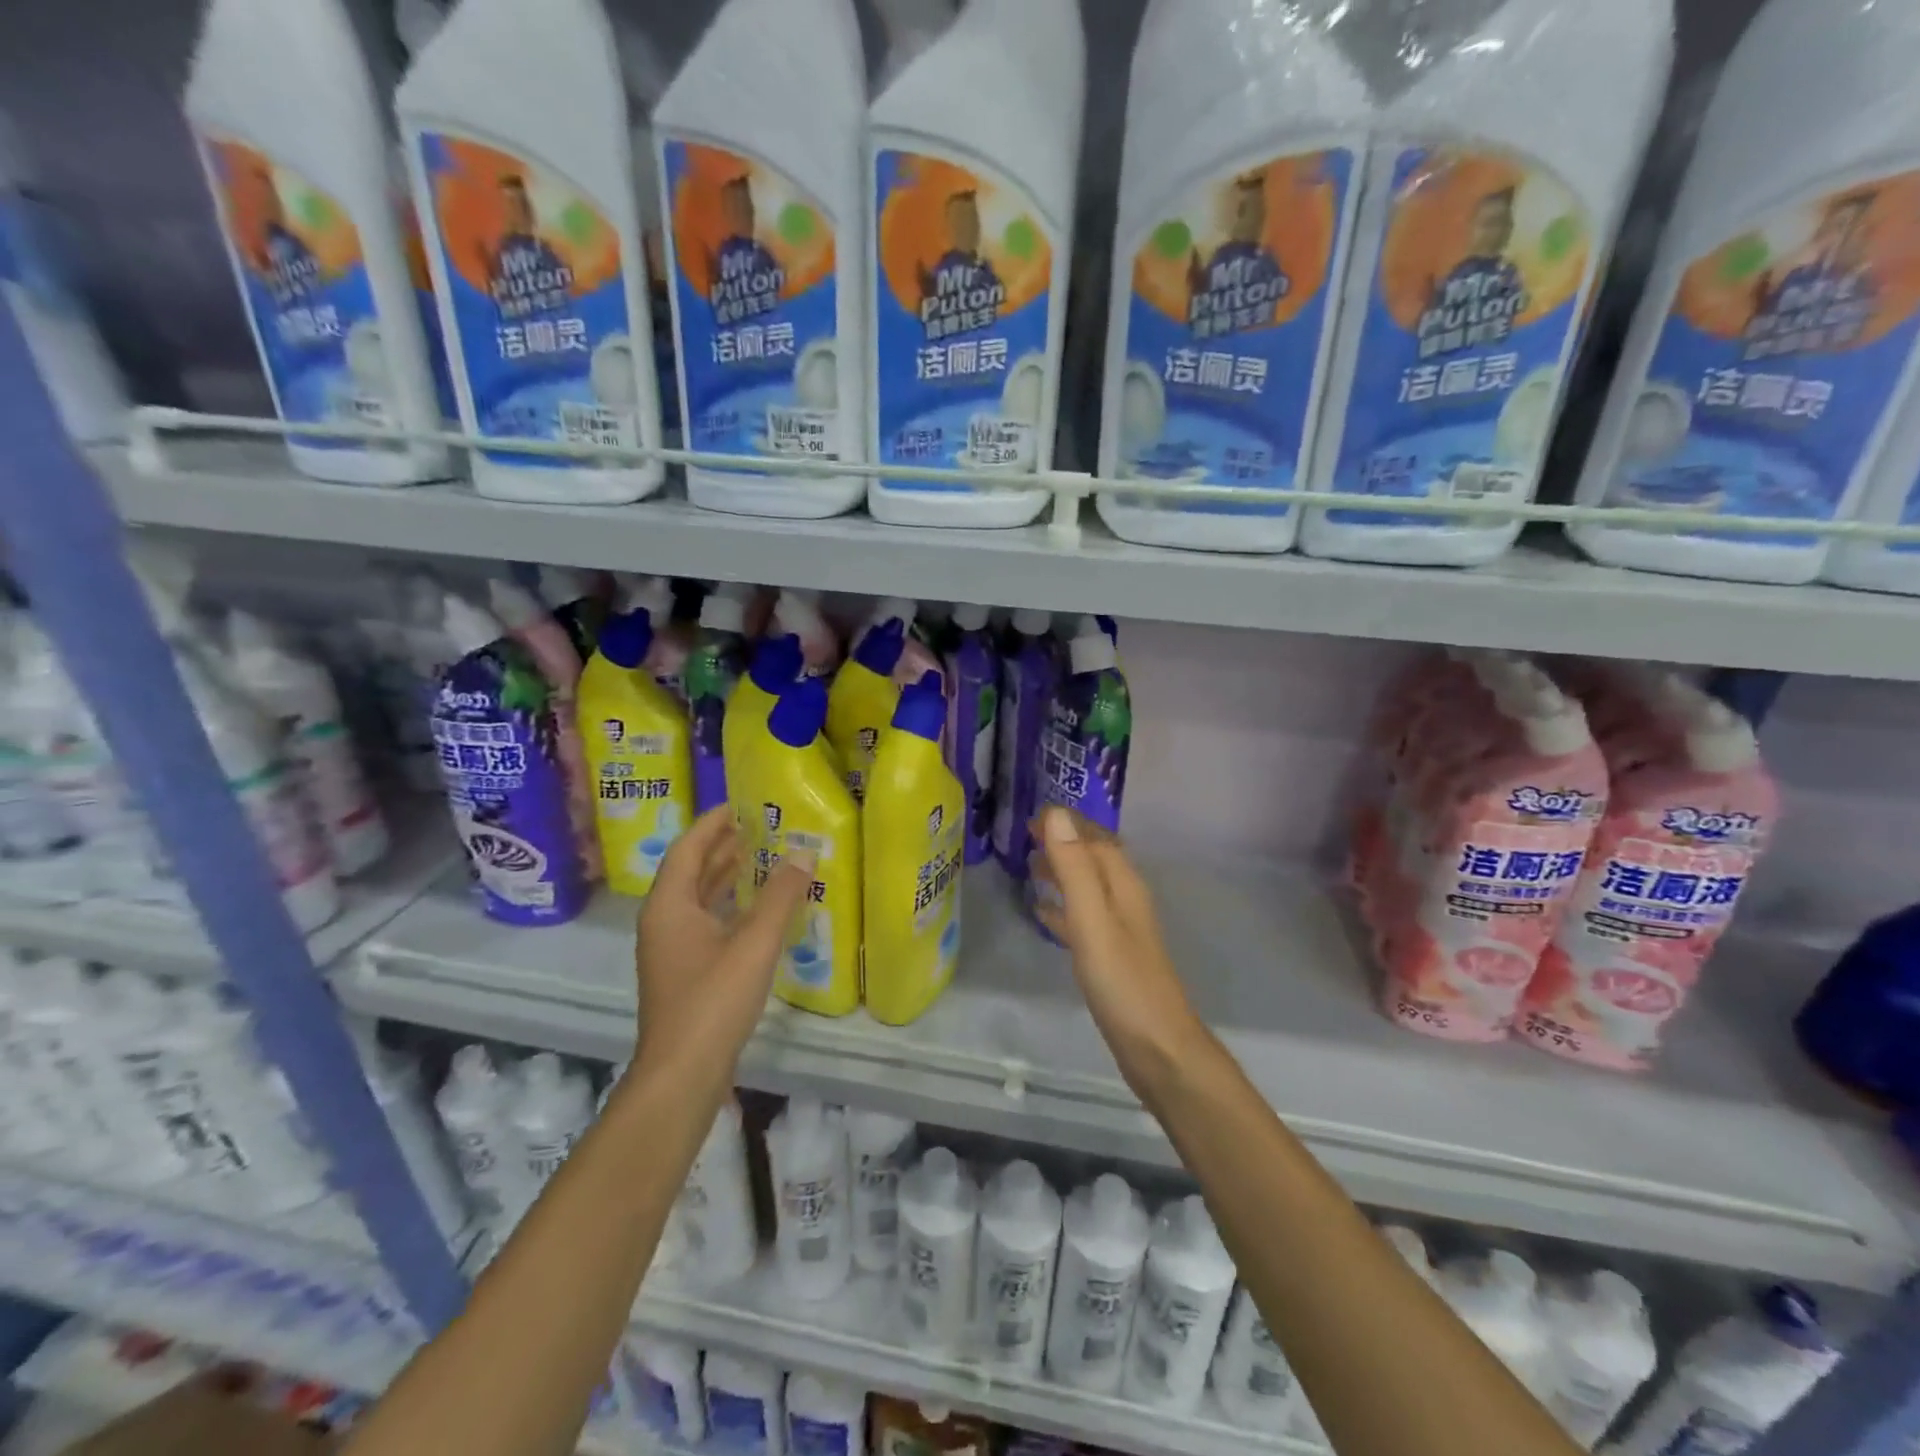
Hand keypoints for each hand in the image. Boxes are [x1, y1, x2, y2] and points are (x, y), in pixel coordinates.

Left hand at [633, 807, 814, 1084]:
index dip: (713, 823)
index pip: (689, 848)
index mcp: (670, 905)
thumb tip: (803, 853)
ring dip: (726, 876)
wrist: (683, 1075)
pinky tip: (758, 910)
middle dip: (723, 846)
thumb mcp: (754, 943)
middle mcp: (664, 921)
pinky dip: (729, 906)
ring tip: (763, 857)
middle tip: (761, 827)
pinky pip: (706, 922)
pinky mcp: (684, 972)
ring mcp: (671, 949)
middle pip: (691, 871)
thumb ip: (780, 896)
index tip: (742, 804)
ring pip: (698, 899)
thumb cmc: (714, 1000)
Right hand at [1030, 806, 1209, 1095]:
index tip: (1032, 815)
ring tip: (1030, 866)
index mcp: (1123, 885)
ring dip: (1063, 871)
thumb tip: (1056, 815)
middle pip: (1094, 858)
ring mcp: (1120, 929)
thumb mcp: (1092, 919)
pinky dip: (1063, 907)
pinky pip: (1083, 917)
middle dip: (1064, 842)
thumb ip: (1074, 868)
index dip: (1067, 823)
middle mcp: (1125, 899)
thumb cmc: (1123, 982)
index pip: (1096, 838)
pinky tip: (1043, 913)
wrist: (1158, 1048)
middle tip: (1025, 837)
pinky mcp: (1111, 956)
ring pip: (1088, 886)